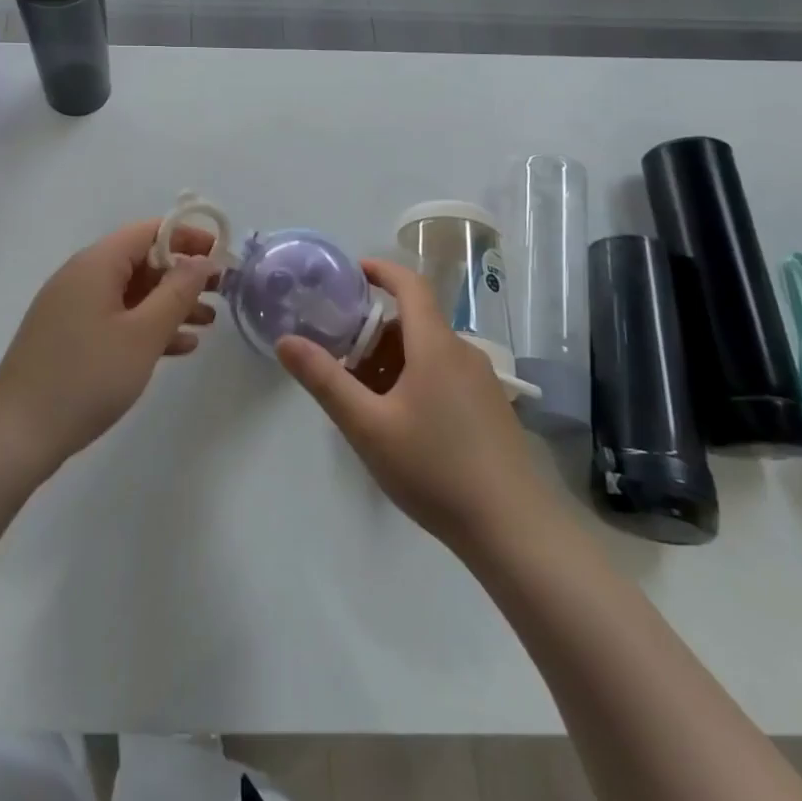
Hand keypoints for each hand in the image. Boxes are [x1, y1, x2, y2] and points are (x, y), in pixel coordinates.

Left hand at [0, 219, 219, 469]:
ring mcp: (71, 308)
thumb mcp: (143, 334)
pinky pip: (115, 318)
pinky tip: (178, 348)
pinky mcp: (68, 337)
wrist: (17, 434)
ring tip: (207, 323)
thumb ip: (177, 293)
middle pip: (140, 260)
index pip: (147, 231)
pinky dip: (145, 326)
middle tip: (221, 293)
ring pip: (130, 293)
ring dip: (169, 304)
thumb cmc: (87, 377)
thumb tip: (201, 260)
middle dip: (182, 275)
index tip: (221, 256)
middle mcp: (81, 277)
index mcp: (96, 264)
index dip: (187, 237)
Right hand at [276, 258, 545, 555]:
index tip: (350, 272)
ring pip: (428, 353)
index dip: (380, 270)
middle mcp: (463, 353)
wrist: (515, 530)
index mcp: (435, 345)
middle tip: (340, 360)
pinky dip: (415, 380)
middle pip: (413, 323)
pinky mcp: (491, 409)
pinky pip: (445, 375)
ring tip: (365, 400)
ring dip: (393, 362)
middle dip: (373, 334)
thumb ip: (325, 380)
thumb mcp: (368, 426)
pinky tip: (401, 425)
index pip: (410, 285)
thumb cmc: (435, 468)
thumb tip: (286, 341)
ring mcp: (482, 382)